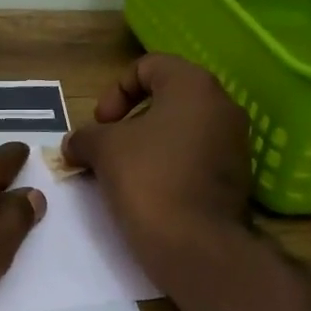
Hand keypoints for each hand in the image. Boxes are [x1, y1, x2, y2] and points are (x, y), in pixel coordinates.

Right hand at [60, 54, 250, 282]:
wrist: (195, 244)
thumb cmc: (147, 179)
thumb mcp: (102, 149)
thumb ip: (84, 136)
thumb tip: (74, 143)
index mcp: (194, 86)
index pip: (149, 66)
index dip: (116, 90)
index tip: (101, 123)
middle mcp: (222, 107)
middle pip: (167, 97)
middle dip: (131, 119)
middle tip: (108, 146)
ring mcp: (235, 143)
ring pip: (181, 129)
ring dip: (148, 144)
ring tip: (124, 172)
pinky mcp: (236, 177)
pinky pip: (195, 157)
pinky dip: (169, 165)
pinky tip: (148, 191)